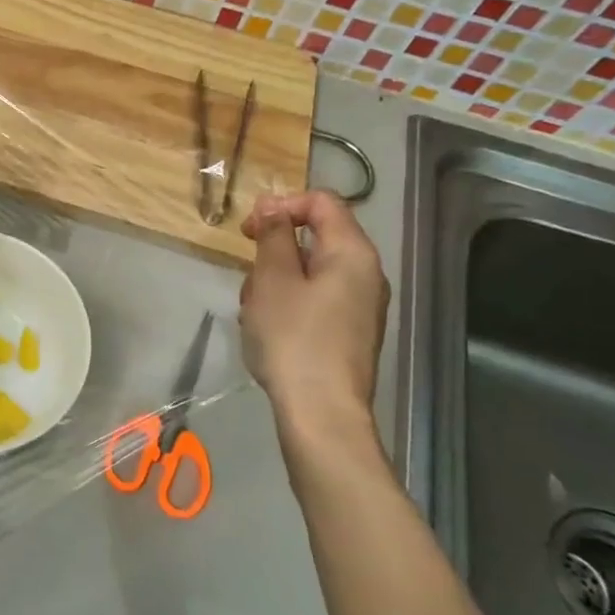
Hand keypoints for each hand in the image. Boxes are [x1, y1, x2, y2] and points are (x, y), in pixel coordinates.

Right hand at [239, 190, 389, 460]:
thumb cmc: (293, 337)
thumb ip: (273, 235)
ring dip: (276, 280)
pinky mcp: (350, 332)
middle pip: (316, 237)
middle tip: (248, 275)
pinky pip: (316, 300)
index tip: (249, 230)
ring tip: (253, 309)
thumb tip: (273, 205)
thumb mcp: (272, 278)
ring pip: (311, 271)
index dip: (282, 205)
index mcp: (353, 252)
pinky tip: (267, 329)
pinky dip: (288, 303)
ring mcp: (361, 306)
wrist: (321, 412)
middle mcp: (366, 274)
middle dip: (275, 249)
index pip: (322, 202)